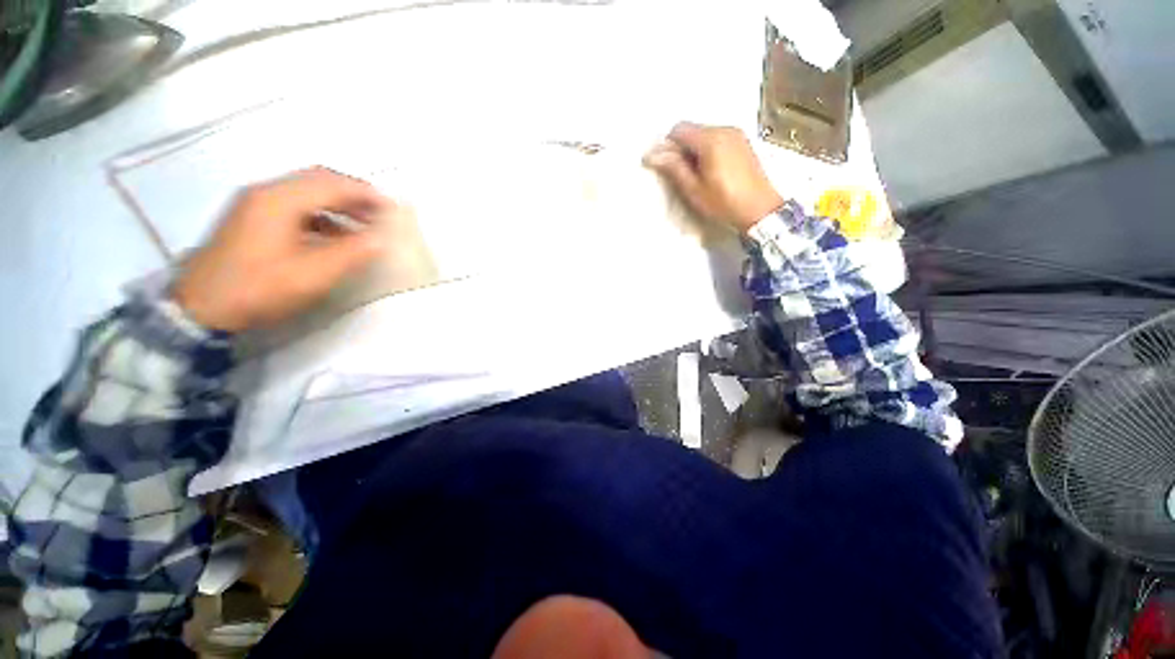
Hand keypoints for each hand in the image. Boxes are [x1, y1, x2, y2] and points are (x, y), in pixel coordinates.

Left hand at [173, 167, 389, 331]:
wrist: (200, 308)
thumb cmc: (259, 289)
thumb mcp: (312, 274)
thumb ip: (352, 252)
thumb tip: (384, 238)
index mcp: (279, 200)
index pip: (332, 184)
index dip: (367, 194)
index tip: (394, 209)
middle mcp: (265, 192)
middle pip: (318, 181)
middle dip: (354, 194)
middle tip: (380, 214)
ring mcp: (254, 204)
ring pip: (306, 192)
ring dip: (338, 203)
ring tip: (363, 225)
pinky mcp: (250, 218)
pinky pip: (294, 205)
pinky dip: (321, 213)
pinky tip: (333, 234)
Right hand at [643, 122, 783, 232]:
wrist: (759, 209)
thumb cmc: (724, 202)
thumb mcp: (694, 189)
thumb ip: (674, 168)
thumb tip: (653, 155)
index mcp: (711, 140)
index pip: (679, 130)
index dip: (667, 146)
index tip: (663, 164)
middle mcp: (725, 129)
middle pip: (692, 130)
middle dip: (680, 148)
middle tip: (678, 173)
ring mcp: (736, 134)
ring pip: (704, 134)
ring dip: (693, 149)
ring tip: (694, 175)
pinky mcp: (742, 142)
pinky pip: (717, 138)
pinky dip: (707, 149)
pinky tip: (709, 170)